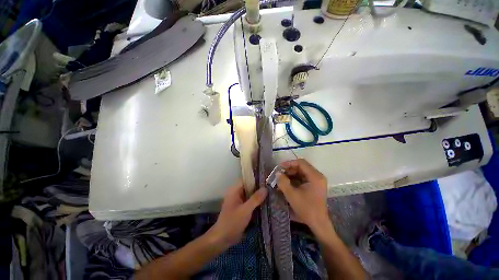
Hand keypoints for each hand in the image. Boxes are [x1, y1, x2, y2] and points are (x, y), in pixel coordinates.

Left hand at [209, 181, 266, 248]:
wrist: (222, 239)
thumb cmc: (232, 222)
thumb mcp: (245, 210)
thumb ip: (255, 199)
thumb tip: (265, 188)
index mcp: (235, 190)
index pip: (246, 180)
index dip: (256, 178)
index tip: (266, 179)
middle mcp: (236, 193)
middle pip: (249, 187)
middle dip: (259, 188)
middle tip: (271, 187)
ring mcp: (238, 201)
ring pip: (250, 195)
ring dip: (258, 196)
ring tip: (270, 194)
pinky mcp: (241, 208)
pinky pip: (249, 202)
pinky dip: (256, 202)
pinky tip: (265, 203)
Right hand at [277, 159, 329, 232]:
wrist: (318, 224)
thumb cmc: (306, 208)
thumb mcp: (291, 194)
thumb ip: (283, 182)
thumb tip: (278, 173)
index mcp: (315, 176)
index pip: (300, 163)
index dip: (289, 163)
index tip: (279, 168)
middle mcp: (317, 176)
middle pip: (301, 166)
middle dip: (289, 169)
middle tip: (280, 174)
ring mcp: (317, 181)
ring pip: (301, 172)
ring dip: (291, 174)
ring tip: (282, 179)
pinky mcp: (315, 185)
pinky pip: (303, 178)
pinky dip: (294, 179)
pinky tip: (287, 184)